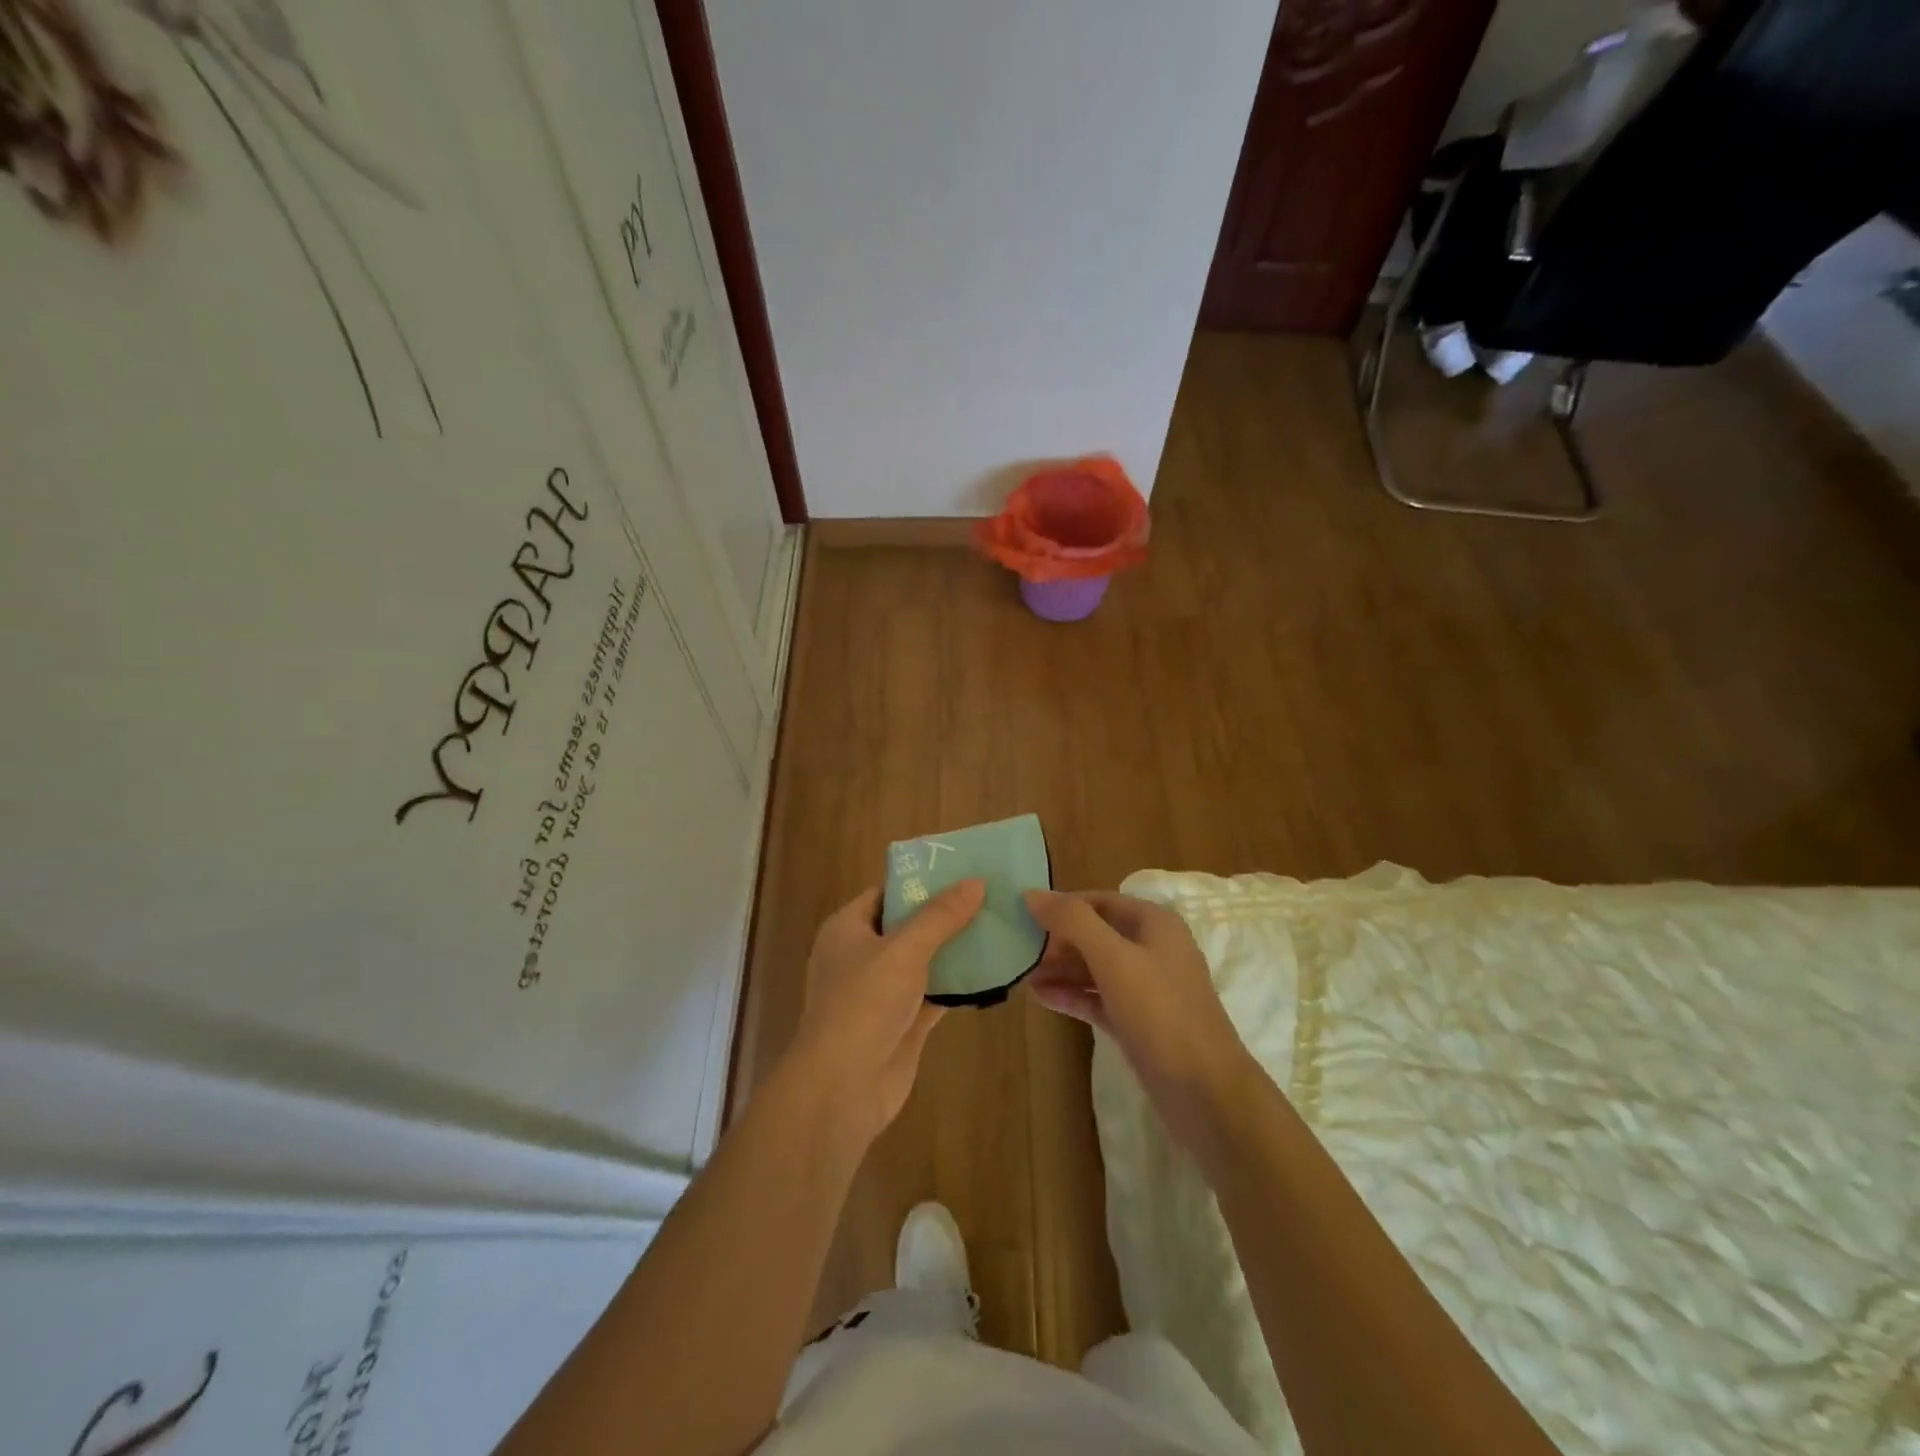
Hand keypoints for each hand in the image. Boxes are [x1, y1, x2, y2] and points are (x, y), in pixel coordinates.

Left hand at [787, 880, 984, 1144]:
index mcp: (847, 929)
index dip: (920, 881)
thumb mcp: (903, 949)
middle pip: (907, 925)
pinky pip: (934, 993)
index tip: (961, 870)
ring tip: (997, 925)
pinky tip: (991, 971)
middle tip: (988, 895)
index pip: (886, 892)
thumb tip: (975, 882)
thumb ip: (940, 917)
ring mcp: (881, 992)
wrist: (843, 1087)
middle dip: (944, 914)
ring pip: (923, 961)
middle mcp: (861, 956)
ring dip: (954, 949)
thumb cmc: (864, 1003)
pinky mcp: (902, 1023)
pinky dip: (958, 984)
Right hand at [1023, 890, 1256, 1146]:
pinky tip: (1039, 996)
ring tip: (1020, 973)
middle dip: (1058, 939)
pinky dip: (1071, 995)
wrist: (1204, 1091)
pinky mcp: (1138, 1022)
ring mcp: (1146, 988)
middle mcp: (1152, 949)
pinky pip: (1098, 998)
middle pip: (1096, 933)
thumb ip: (1072, 921)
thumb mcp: (1113, 958)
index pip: (1100, 901)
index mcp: (1155, 923)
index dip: (1063, 904)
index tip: (1024, 913)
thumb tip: (1032, 893)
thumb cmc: (1160, 1011)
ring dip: (1060, 968)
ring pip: (1095, 968)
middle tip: (1018, 947)